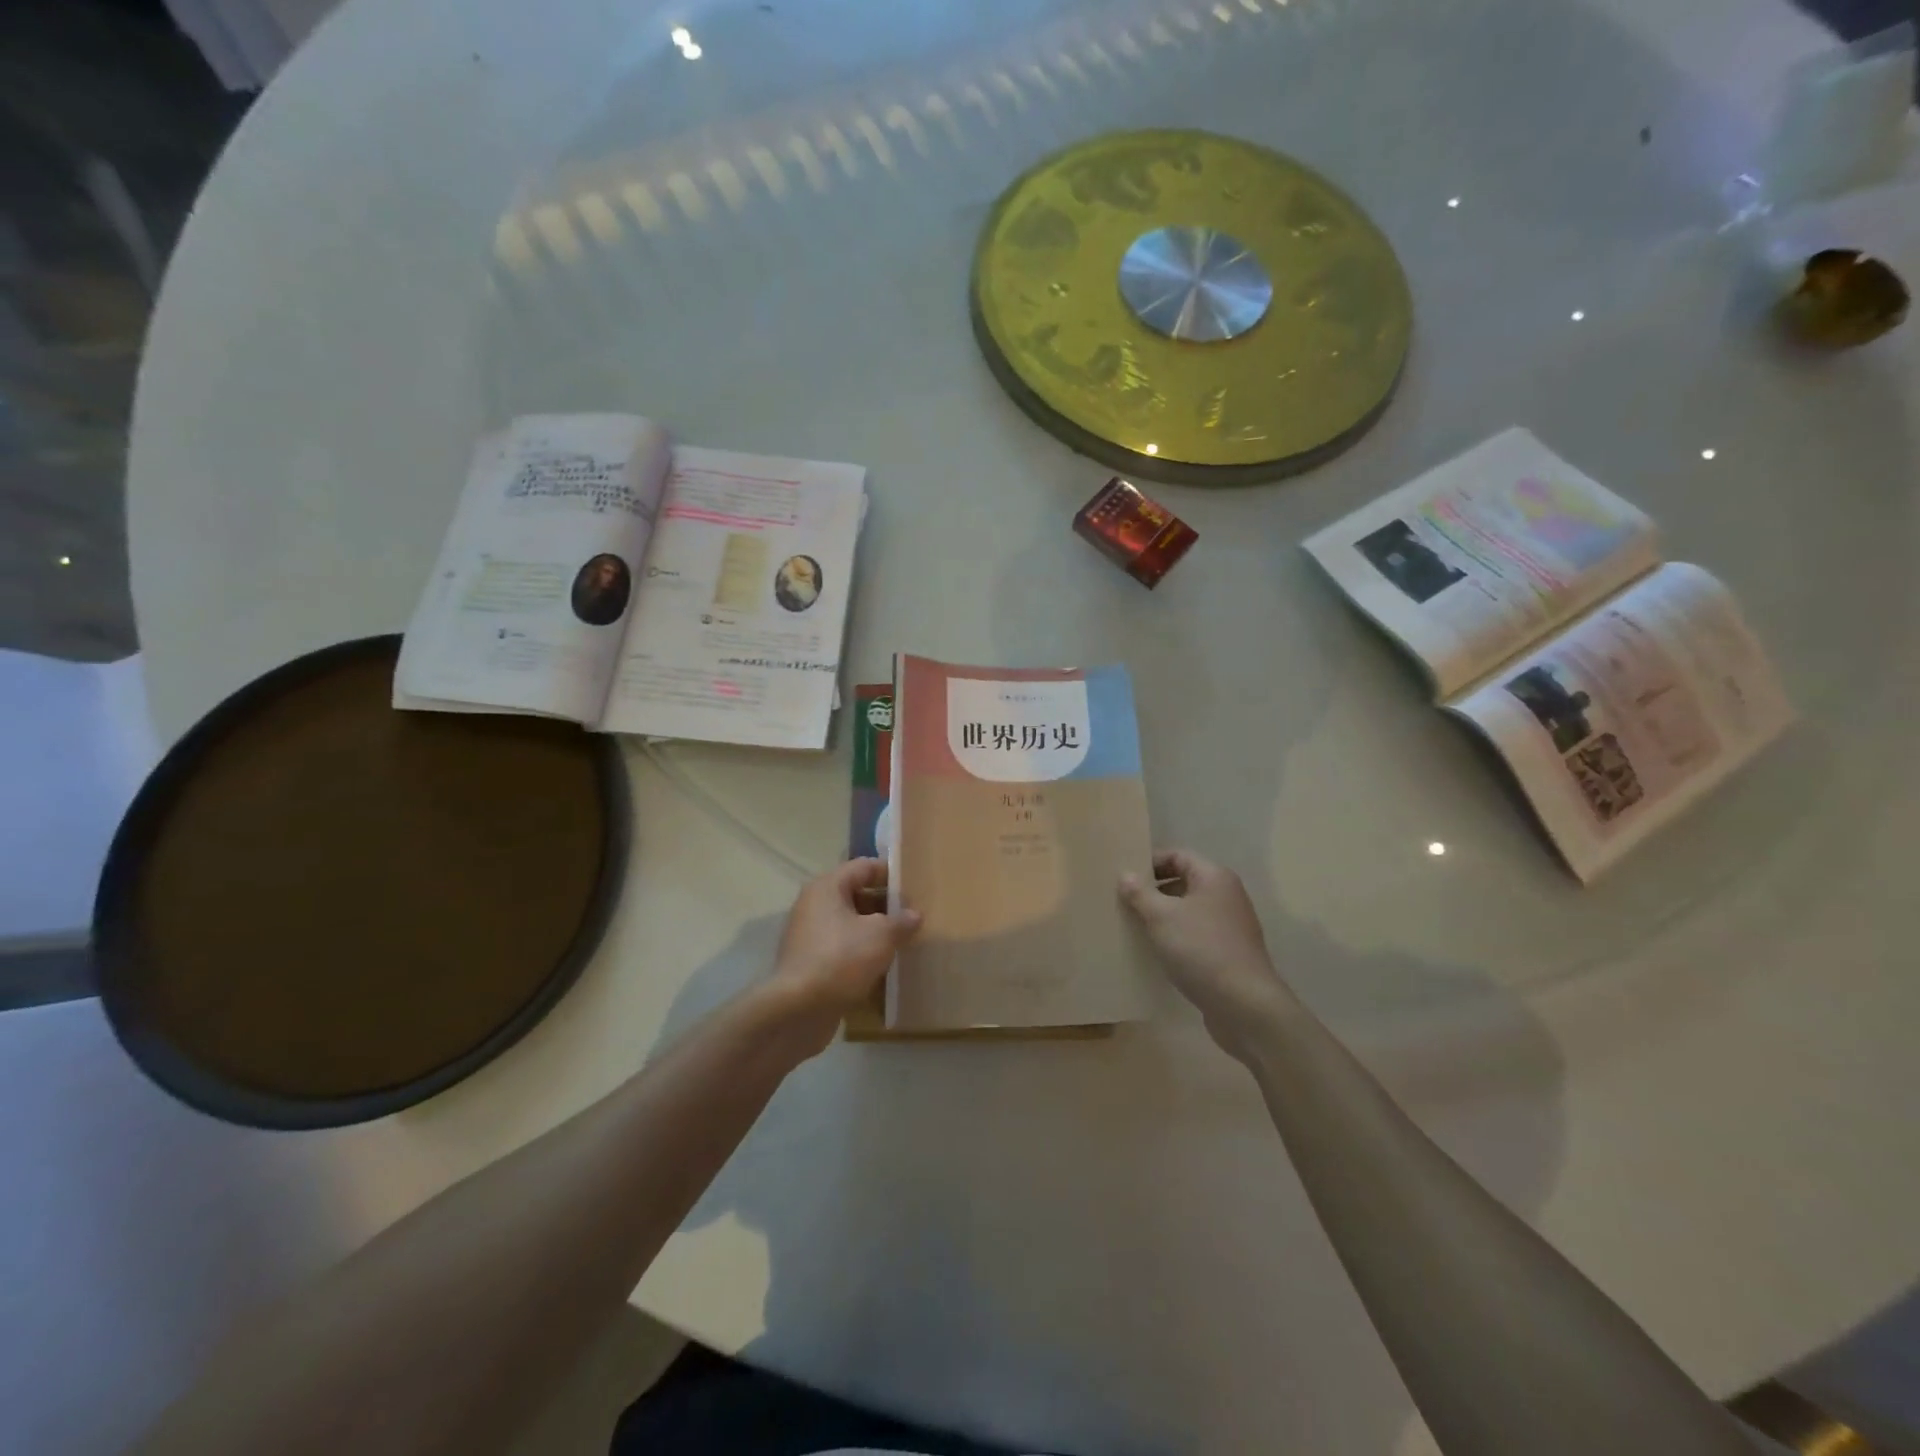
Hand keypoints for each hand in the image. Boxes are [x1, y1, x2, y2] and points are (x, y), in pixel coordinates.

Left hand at [767, 858, 920, 1052]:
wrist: (797, 1011)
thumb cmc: (840, 959)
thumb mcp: (881, 936)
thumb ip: (901, 922)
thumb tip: (914, 915)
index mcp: (827, 887)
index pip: (864, 866)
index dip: (891, 874)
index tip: (916, 886)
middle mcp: (814, 905)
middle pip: (856, 894)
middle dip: (886, 905)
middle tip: (914, 916)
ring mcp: (809, 935)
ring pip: (850, 924)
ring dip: (875, 931)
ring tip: (904, 941)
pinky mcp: (810, 962)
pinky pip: (842, 948)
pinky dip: (862, 953)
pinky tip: (883, 965)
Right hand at [1120, 849, 1289, 1059]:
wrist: (1244, 1005)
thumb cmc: (1200, 949)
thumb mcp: (1162, 917)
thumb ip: (1140, 893)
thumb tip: (1125, 874)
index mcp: (1214, 877)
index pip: (1177, 855)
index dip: (1149, 862)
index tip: (1123, 877)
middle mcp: (1227, 895)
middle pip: (1184, 881)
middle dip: (1153, 890)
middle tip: (1124, 901)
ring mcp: (1231, 924)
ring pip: (1189, 909)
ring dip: (1163, 915)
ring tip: (1135, 926)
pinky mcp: (1229, 951)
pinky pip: (1196, 933)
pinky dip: (1177, 936)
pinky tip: (1157, 950)